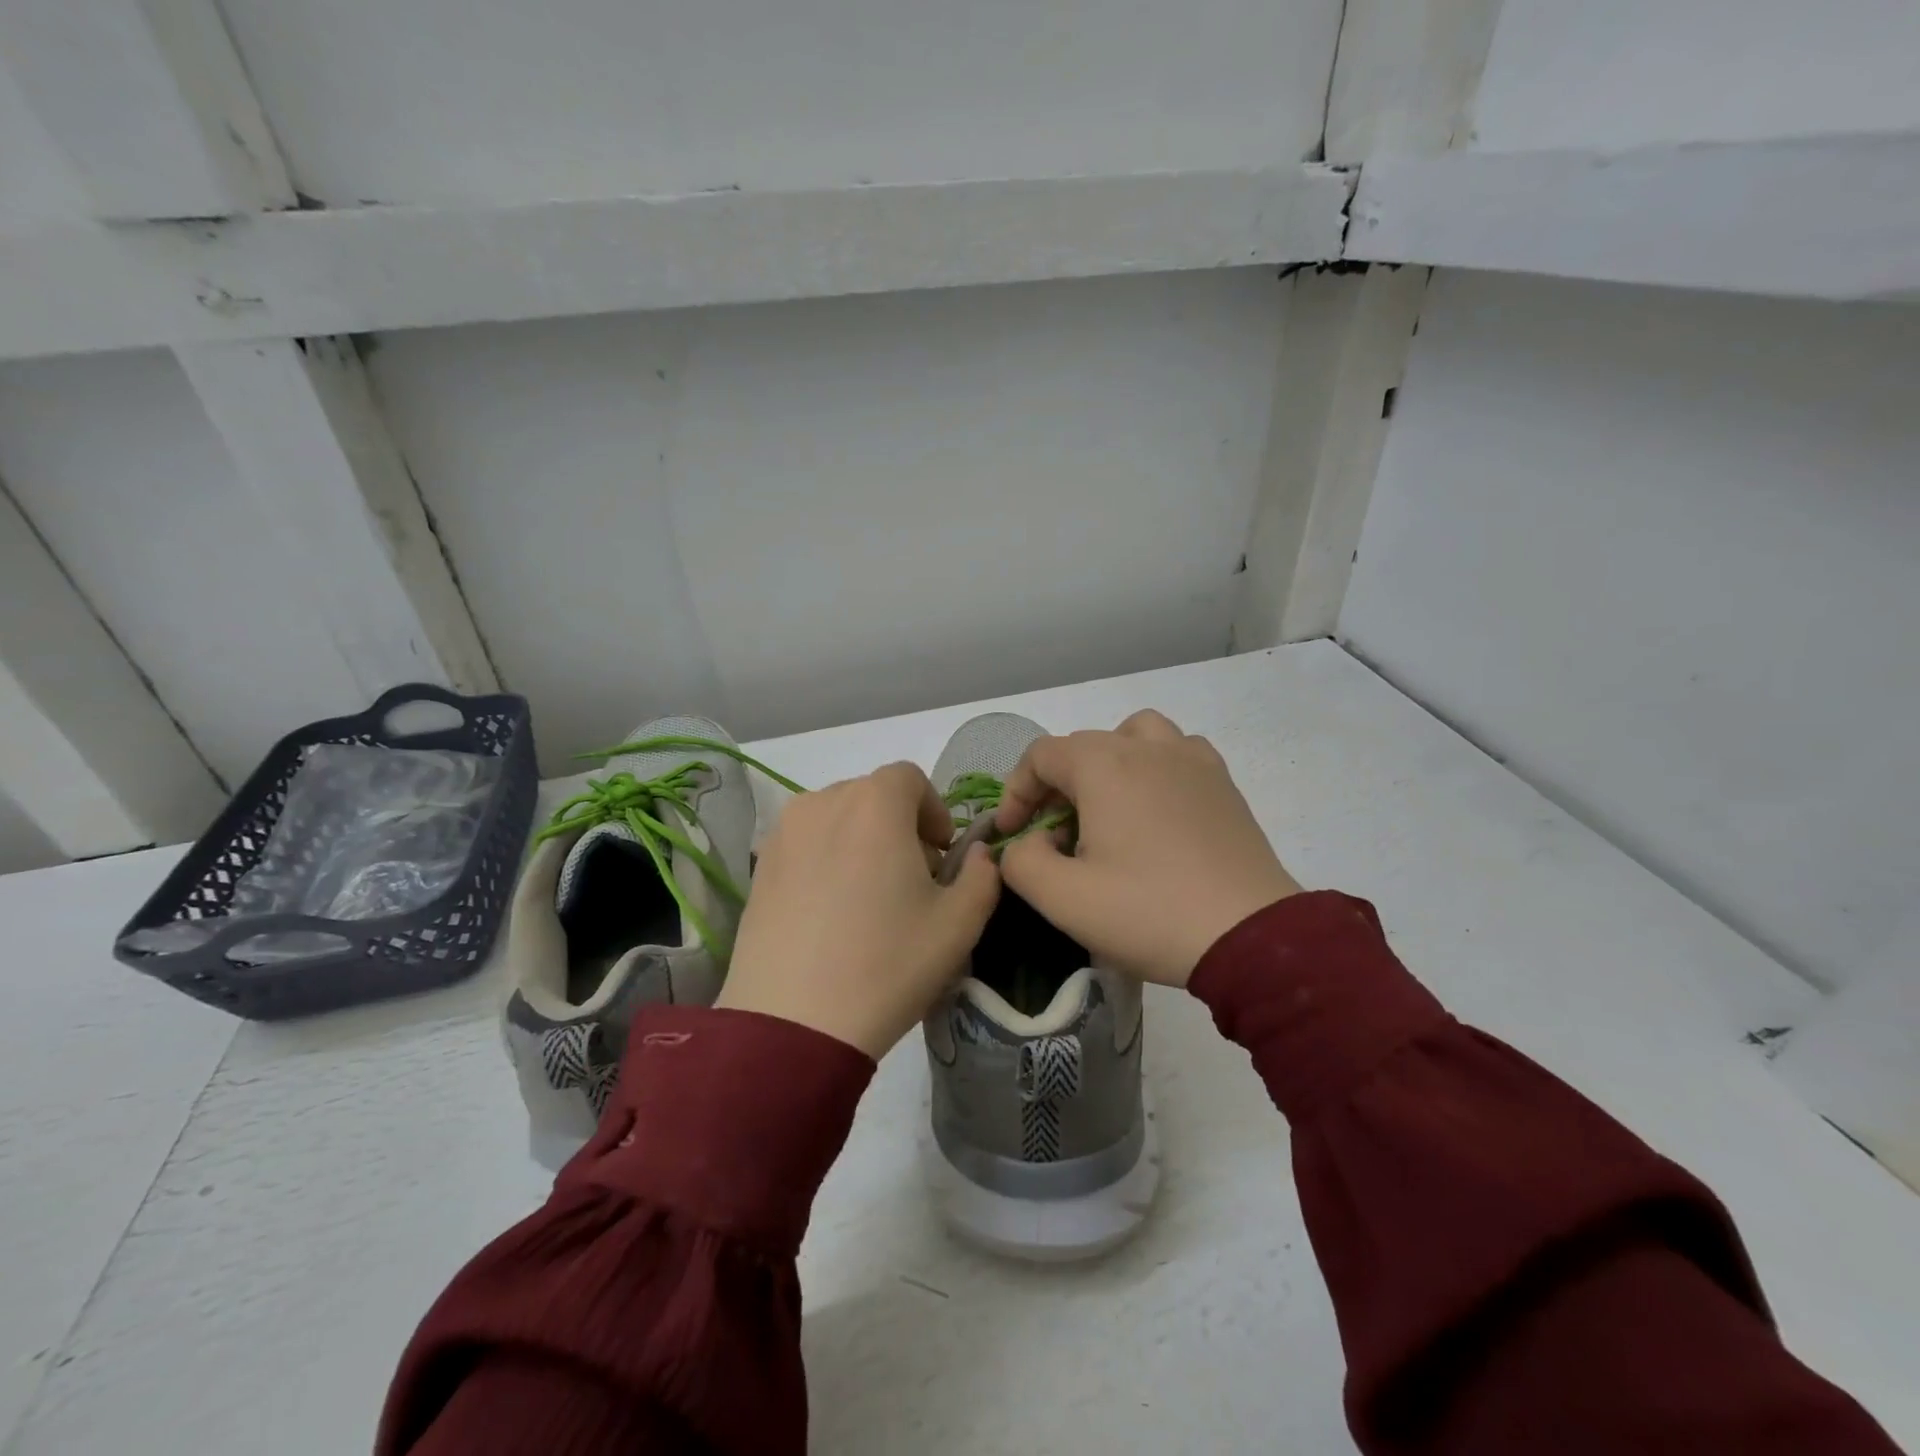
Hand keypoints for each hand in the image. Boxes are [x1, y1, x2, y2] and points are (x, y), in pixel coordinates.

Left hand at [717, 762, 1000, 1057]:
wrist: (793, 1023)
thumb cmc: (887, 964)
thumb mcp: (959, 924)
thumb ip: (983, 876)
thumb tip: (978, 855)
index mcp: (875, 804)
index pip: (910, 778)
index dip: (933, 810)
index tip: (940, 854)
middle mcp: (824, 802)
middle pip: (872, 795)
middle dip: (900, 826)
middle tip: (911, 880)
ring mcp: (784, 833)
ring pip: (836, 818)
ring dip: (861, 840)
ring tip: (868, 897)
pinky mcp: (759, 866)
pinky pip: (805, 843)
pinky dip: (826, 858)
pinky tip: (830, 912)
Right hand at [994, 710, 1299, 986]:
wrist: (1251, 937)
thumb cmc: (1149, 912)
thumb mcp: (1063, 898)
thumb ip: (1022, 861)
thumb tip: (1026, 842)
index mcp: (1104, 765)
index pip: (1040, 756)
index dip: (1016, 793)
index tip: (1012, 834)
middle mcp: (1147, 747)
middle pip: (1083, 747)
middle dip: (1055, 787)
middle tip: (1054, 836)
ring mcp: (1192, 760)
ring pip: (1134, 737)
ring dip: (1108, 764)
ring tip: (1106, 809)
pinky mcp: (1223, 783)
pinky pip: (1177, 753)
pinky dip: (1154, 768)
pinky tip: (1156, 809)